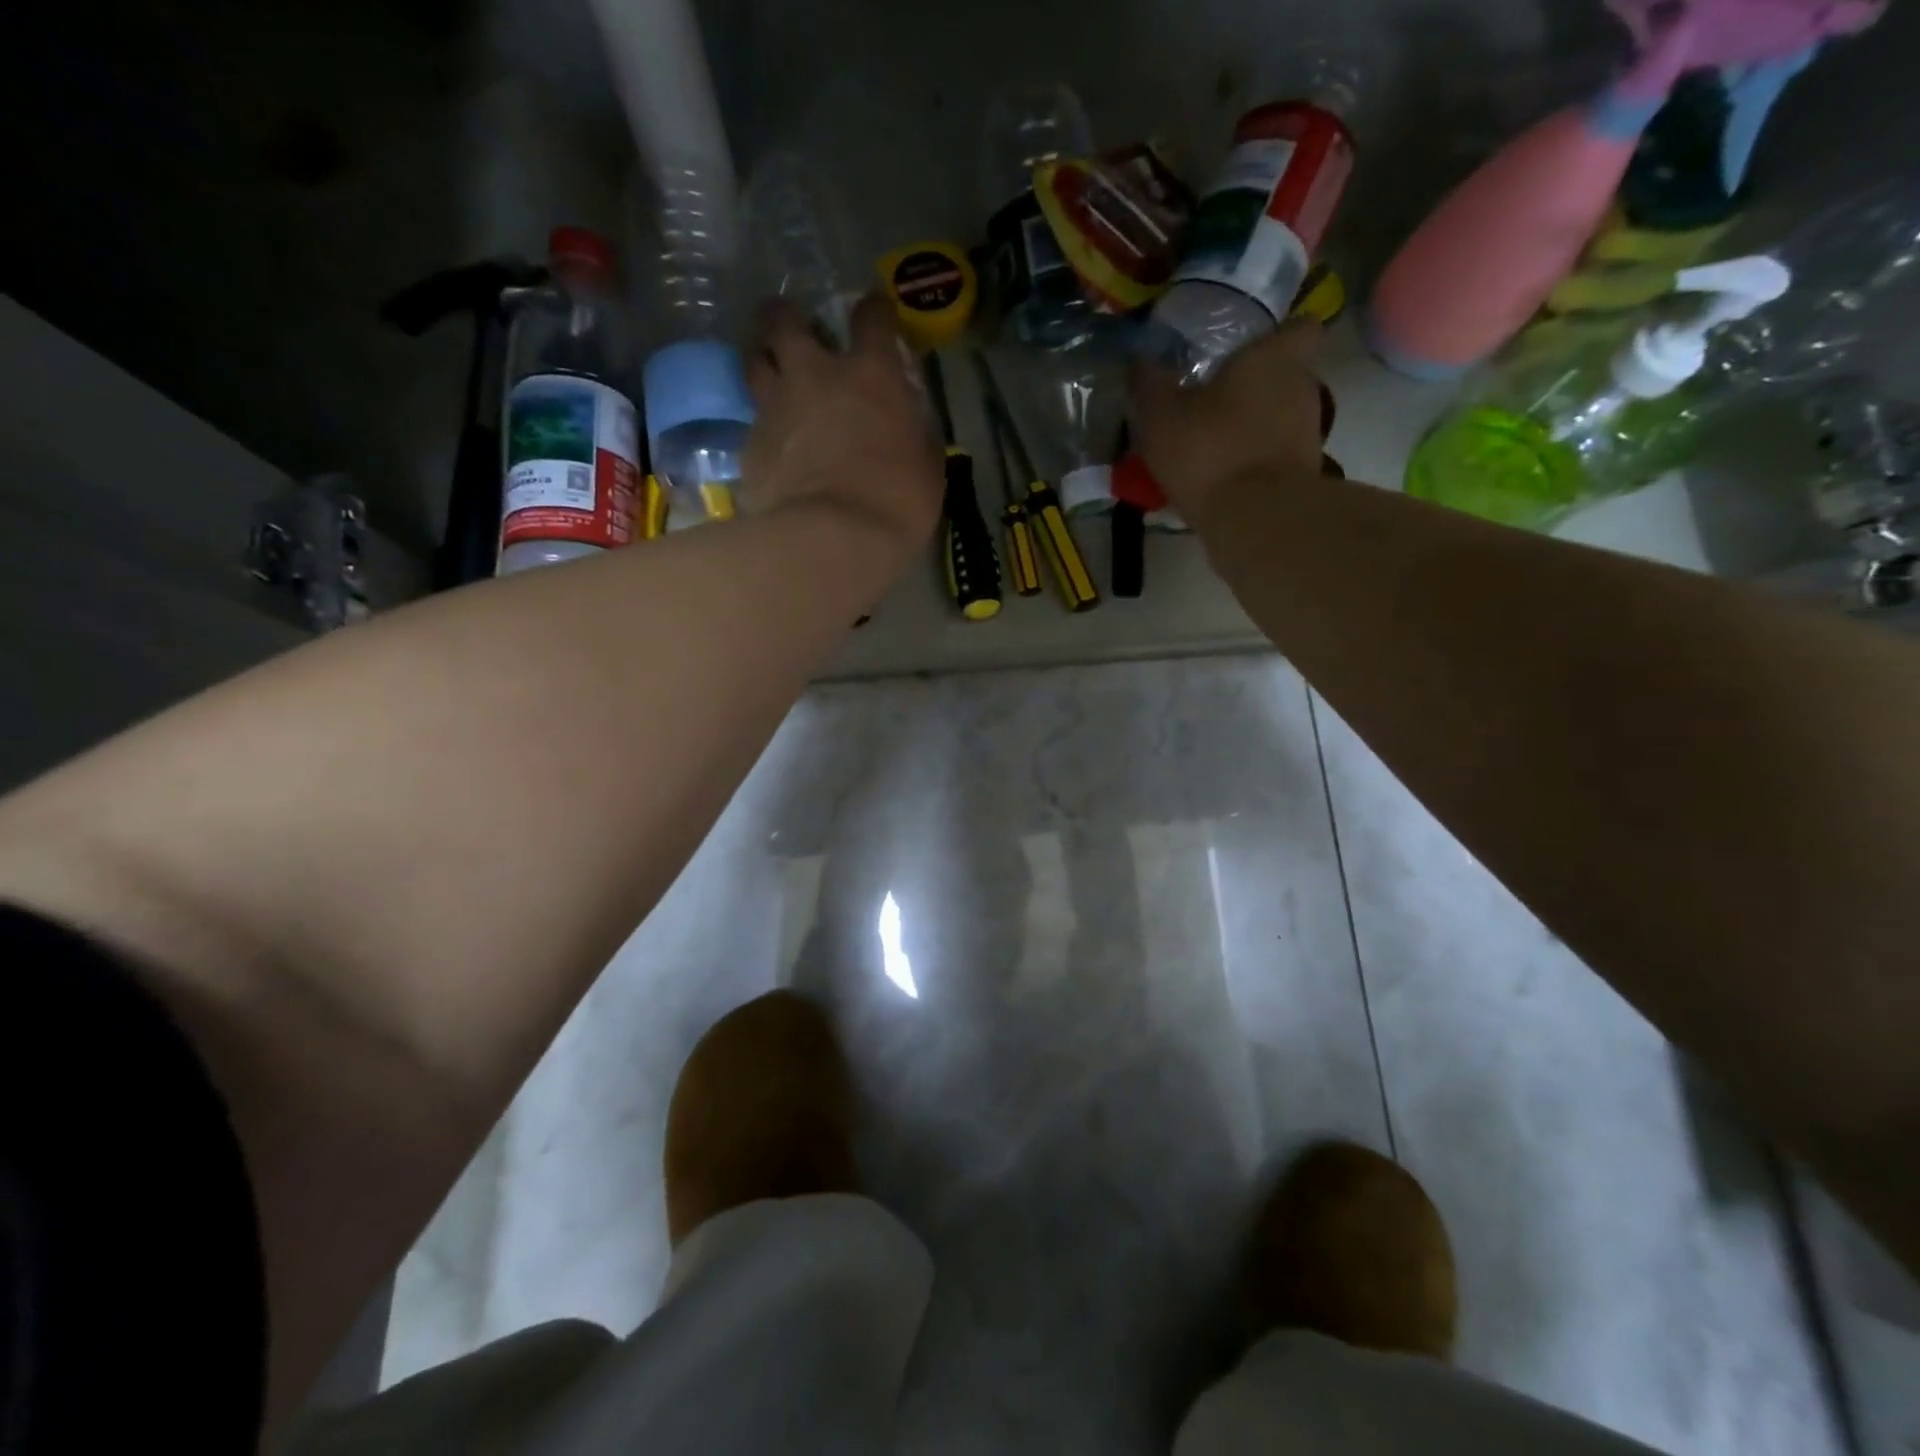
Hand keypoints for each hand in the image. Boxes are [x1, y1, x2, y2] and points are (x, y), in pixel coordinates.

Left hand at [743, 293, 943, 561]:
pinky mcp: (751, 445)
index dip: (874, 311)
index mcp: (871, 375)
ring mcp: (776, 407)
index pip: (872, 317)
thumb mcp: (927, 467)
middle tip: (793, 327)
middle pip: (785, 321)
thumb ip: (915, 434)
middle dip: (787, 316)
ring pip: (755, 361)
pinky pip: (753, 422)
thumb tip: (910, 426)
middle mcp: (816, 375)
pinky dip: (763, 425)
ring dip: (763, 359)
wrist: (833, 540)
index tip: (875, 315)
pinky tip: (772, 444)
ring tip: (772, 372)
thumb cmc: (896, 503)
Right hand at [1130, 319, 1327, 525]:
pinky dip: (1255, 464)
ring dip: (1254, 429)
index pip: (1300, 327)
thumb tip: (1138, 362)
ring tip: (1214, 446)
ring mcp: (1307, 435)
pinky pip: (1275, 458)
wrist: (1255, 519)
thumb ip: (1149, 385)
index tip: (1251, 349)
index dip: (1279, 335)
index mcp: (1275, 358)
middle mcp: (1302, 388)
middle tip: (1216, 401)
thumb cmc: (1210, 451)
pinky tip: (1223, 479)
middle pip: (1286, 376)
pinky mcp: (1302, 476)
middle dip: (1256, 387)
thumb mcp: (1161, 416)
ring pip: (1280, 420)